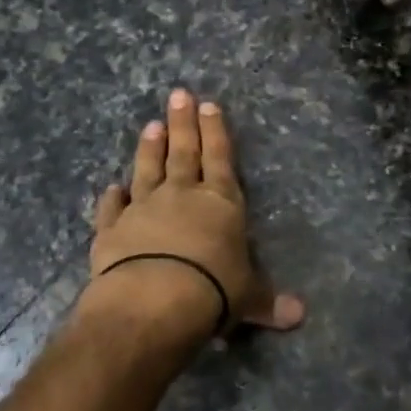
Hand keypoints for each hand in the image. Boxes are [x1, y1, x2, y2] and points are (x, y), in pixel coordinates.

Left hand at [89, 90, 304, 338]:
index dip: (215, 131)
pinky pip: (112, 208)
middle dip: (182, 123)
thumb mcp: (248, 297)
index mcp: (220, 202)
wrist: (154, 300)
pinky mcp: (112, 229)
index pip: (219, 157)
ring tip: (150, 125)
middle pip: (183, 152)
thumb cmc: (213, 290)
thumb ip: (268, 302)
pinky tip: (111, 188)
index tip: (208, 105)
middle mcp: (181, 195)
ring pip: (147, 169)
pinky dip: (111, 198)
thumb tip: (299, 316)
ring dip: (149, 147)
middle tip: (177, 94)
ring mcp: (143, 208)